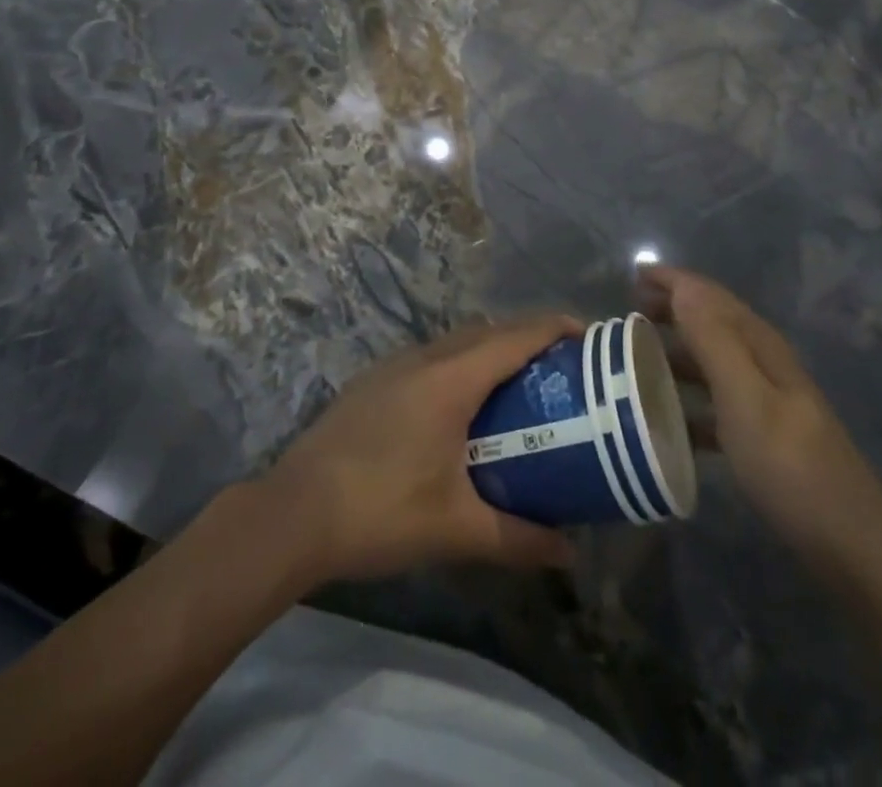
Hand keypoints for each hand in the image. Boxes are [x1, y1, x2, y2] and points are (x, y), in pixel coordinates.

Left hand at [263, 316, 583, 583]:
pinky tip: (459, 409)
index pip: (516, 336)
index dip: (555, 327)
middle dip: (528, 338)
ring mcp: (394, 365)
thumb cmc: (380, 511)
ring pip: (456, 341)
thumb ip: (518, 538)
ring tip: (517, 387)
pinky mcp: (373, 381)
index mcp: (451, 379)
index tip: (589, 337)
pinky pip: (431, 356)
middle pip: (488, 331)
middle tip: (561, 369)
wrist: (293, 512)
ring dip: (491, 350)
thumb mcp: (456, 529)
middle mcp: (425, 357)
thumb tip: (569, 553)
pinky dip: (460, 364)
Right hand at [637, 266, 881, 574]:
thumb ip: (714, 342)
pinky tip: (669, 420)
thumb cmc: (792, 469)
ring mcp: (769, 402)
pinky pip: (717, 403)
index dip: (674, 281)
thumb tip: (683, 287)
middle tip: (628, 314)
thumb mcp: (747, 400)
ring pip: (714, 362)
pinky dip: (690, 400)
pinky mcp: (766, 437)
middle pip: (713, 323)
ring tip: (638, 360)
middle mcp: (765, 364)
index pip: (711, 297)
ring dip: (677, 352)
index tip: (633, 275)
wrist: (853, 548)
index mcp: (761, 346)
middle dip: (672, 310)